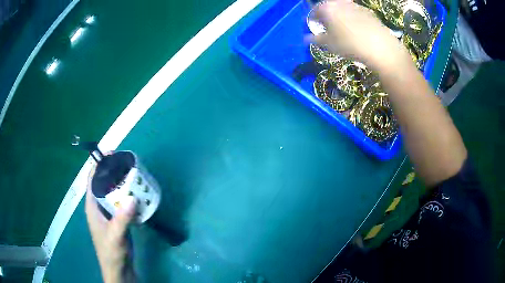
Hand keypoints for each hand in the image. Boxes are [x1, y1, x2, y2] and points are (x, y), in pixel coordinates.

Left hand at [85, 168, 136, 282]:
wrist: (119, 268)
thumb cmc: (112, 252)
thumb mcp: (116, 235)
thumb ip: (122, 218)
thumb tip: (132, 197)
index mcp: (92, 206)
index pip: (92, 179)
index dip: (99, 164)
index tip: (111, 152)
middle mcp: (99, 206)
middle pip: (103, 182)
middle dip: (113, 171)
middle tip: (127, 162)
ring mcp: (108, 213)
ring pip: (113, 192)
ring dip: (121, 183)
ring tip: (133, 174)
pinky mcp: (118, 219)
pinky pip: (121, 202)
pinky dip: (127, 195)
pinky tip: (137, 193)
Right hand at [308, 0, 411, 71]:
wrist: (380, 47)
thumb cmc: (350, 45)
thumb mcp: (329, 45)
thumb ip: (316, 39)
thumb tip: (306, 38)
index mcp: (327, 8)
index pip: (315, 11)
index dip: (313, 20)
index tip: (315, 28)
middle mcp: (340, 3)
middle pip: (329, 7)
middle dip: (327, 17)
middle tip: (329, 29)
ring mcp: (355, 5)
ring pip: (343, 9)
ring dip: (340, 17)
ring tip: (344, 30)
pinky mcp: (368, 11)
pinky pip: (355, 13)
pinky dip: (353, 19)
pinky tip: (358, 31)